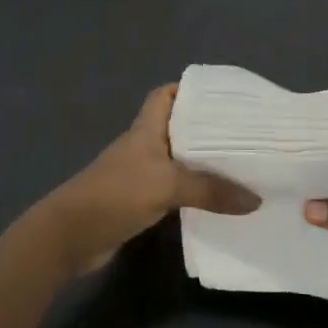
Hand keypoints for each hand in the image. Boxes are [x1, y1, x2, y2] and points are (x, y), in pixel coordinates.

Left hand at [47, 85, 258, 272]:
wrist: (71, 237)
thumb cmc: (115, 195)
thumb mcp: (166, 185)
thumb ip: (210, 190)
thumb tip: (256, 199)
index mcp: (145, 130)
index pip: (165, 95)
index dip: (189, 90)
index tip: (224, 96)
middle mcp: (144, 147)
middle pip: (178, 129)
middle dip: (209, 129)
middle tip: (246, 133)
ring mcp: (140, 176)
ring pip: (179, 162)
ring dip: (204, 164)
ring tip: (243, 166)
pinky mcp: (141, 202)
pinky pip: (175, 191)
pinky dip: (195, 194)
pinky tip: (220, 202)